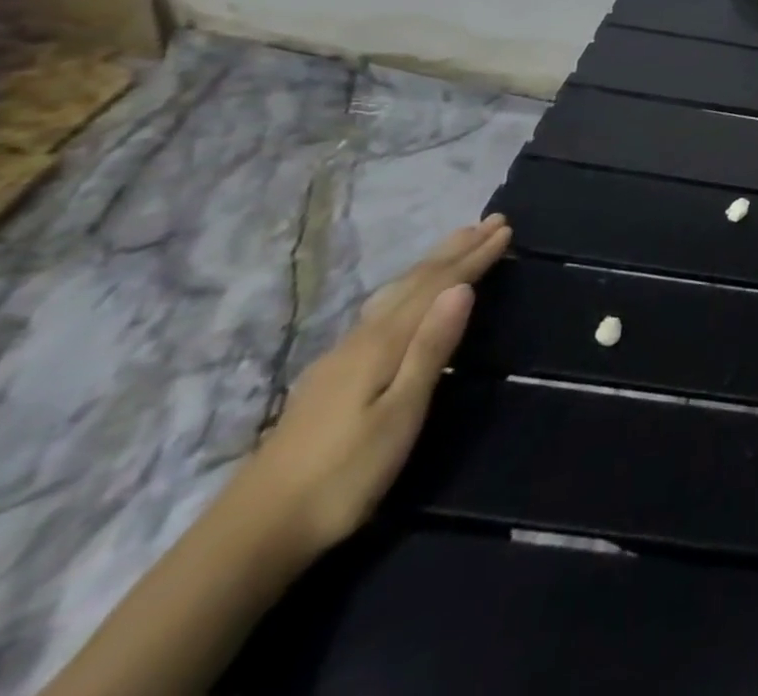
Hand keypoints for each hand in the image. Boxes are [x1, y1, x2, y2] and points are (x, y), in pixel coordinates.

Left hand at [241, 215, 511, 558]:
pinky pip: (382, 311)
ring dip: (431, 264)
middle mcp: (361, 340)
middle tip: (491, 221)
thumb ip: (430, 349)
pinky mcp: (330, 379)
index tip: (507, 229)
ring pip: (394, 294)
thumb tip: (462, 288)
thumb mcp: (399, 414)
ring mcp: (340, 359)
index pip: (437, 287)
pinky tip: (404, 298)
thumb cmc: (342, 476)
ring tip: (456, 243)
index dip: (474, 257)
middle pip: (414, 283)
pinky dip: (408, 289)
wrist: (250, 536)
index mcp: (382, 344)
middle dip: (455, 250)